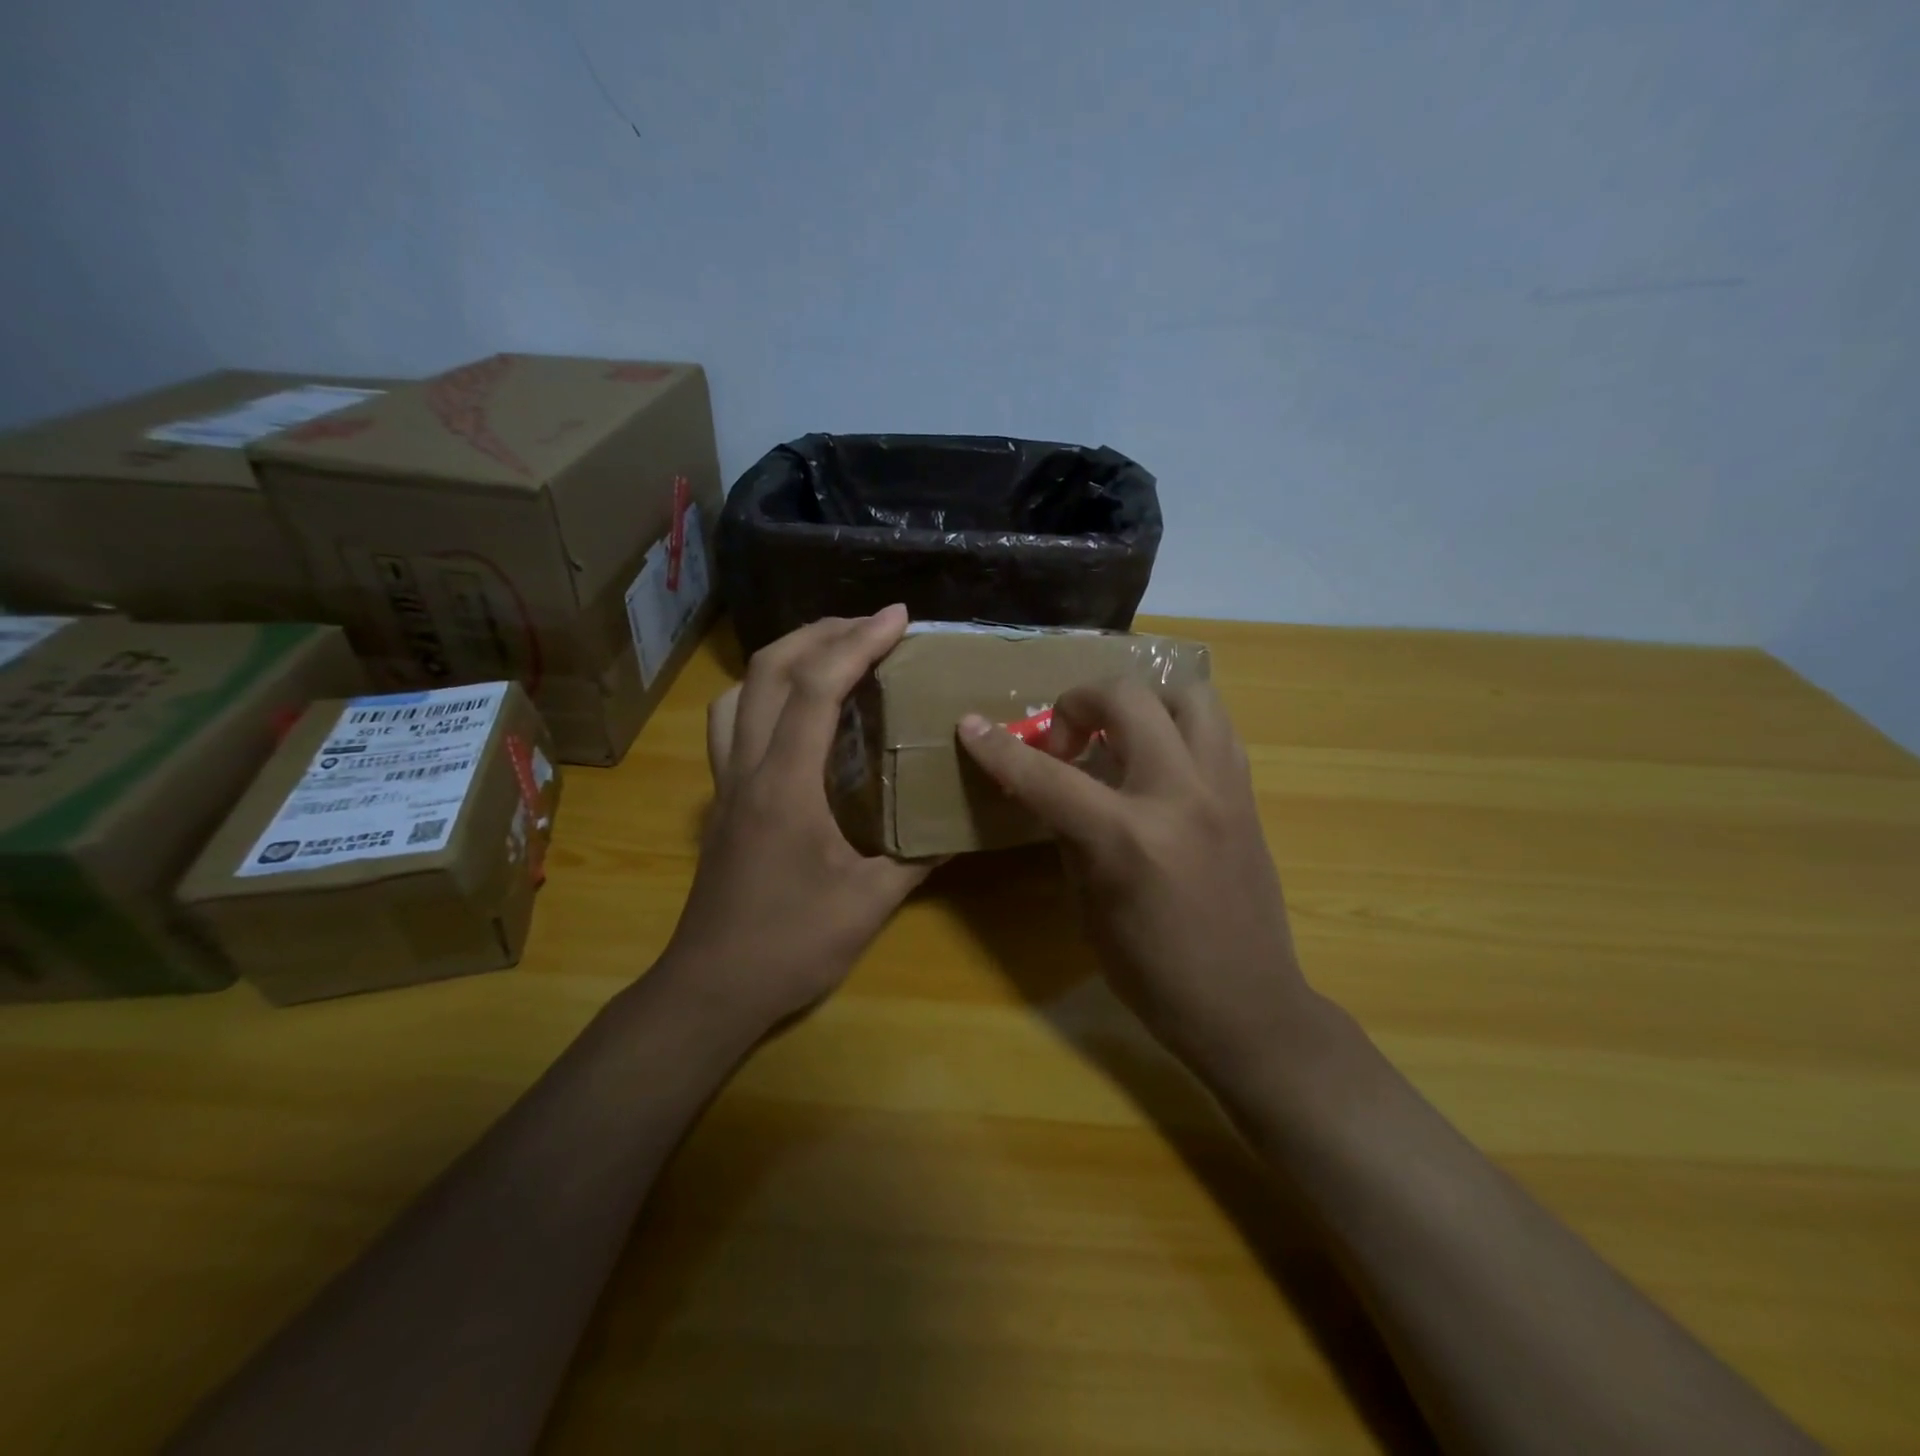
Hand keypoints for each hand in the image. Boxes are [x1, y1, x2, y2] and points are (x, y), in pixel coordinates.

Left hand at [660, 607, 930, 1033]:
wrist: (713, 988)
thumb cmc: (791, 946)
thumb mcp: (870, 904)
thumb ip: (918, 857)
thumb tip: (960, 826)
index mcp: (786, 785)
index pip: (817, 690)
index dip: (857, 643)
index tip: (897, 617)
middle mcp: (748, 768)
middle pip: (768, 670)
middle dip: (821, 632)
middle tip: (870, 625)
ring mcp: (727, 782)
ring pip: (739, 691)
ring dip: (784, 657)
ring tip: (830, 653)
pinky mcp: (722, 799)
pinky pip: (732, 723)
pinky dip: (762, 695)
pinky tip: (793, 711)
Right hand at [957, 679, 1321, 1084]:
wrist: (1246, 1004)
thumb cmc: (1152, 972)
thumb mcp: (1088, 906)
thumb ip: (1069, 835)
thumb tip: (1055, 790)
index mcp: (1127, 838)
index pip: (1048, 776)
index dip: (1000, 749)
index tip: (971, 726)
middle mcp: (1180, 796)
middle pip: (1126, 699)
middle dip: (1078, 702)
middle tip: (1066, 742)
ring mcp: (1223, 789)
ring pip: (1188, 694)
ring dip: (1143, 703)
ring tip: (1121, 736)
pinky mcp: (1248, 795)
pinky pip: (1216, 729)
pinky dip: (1179, 727)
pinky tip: (1161, 760)